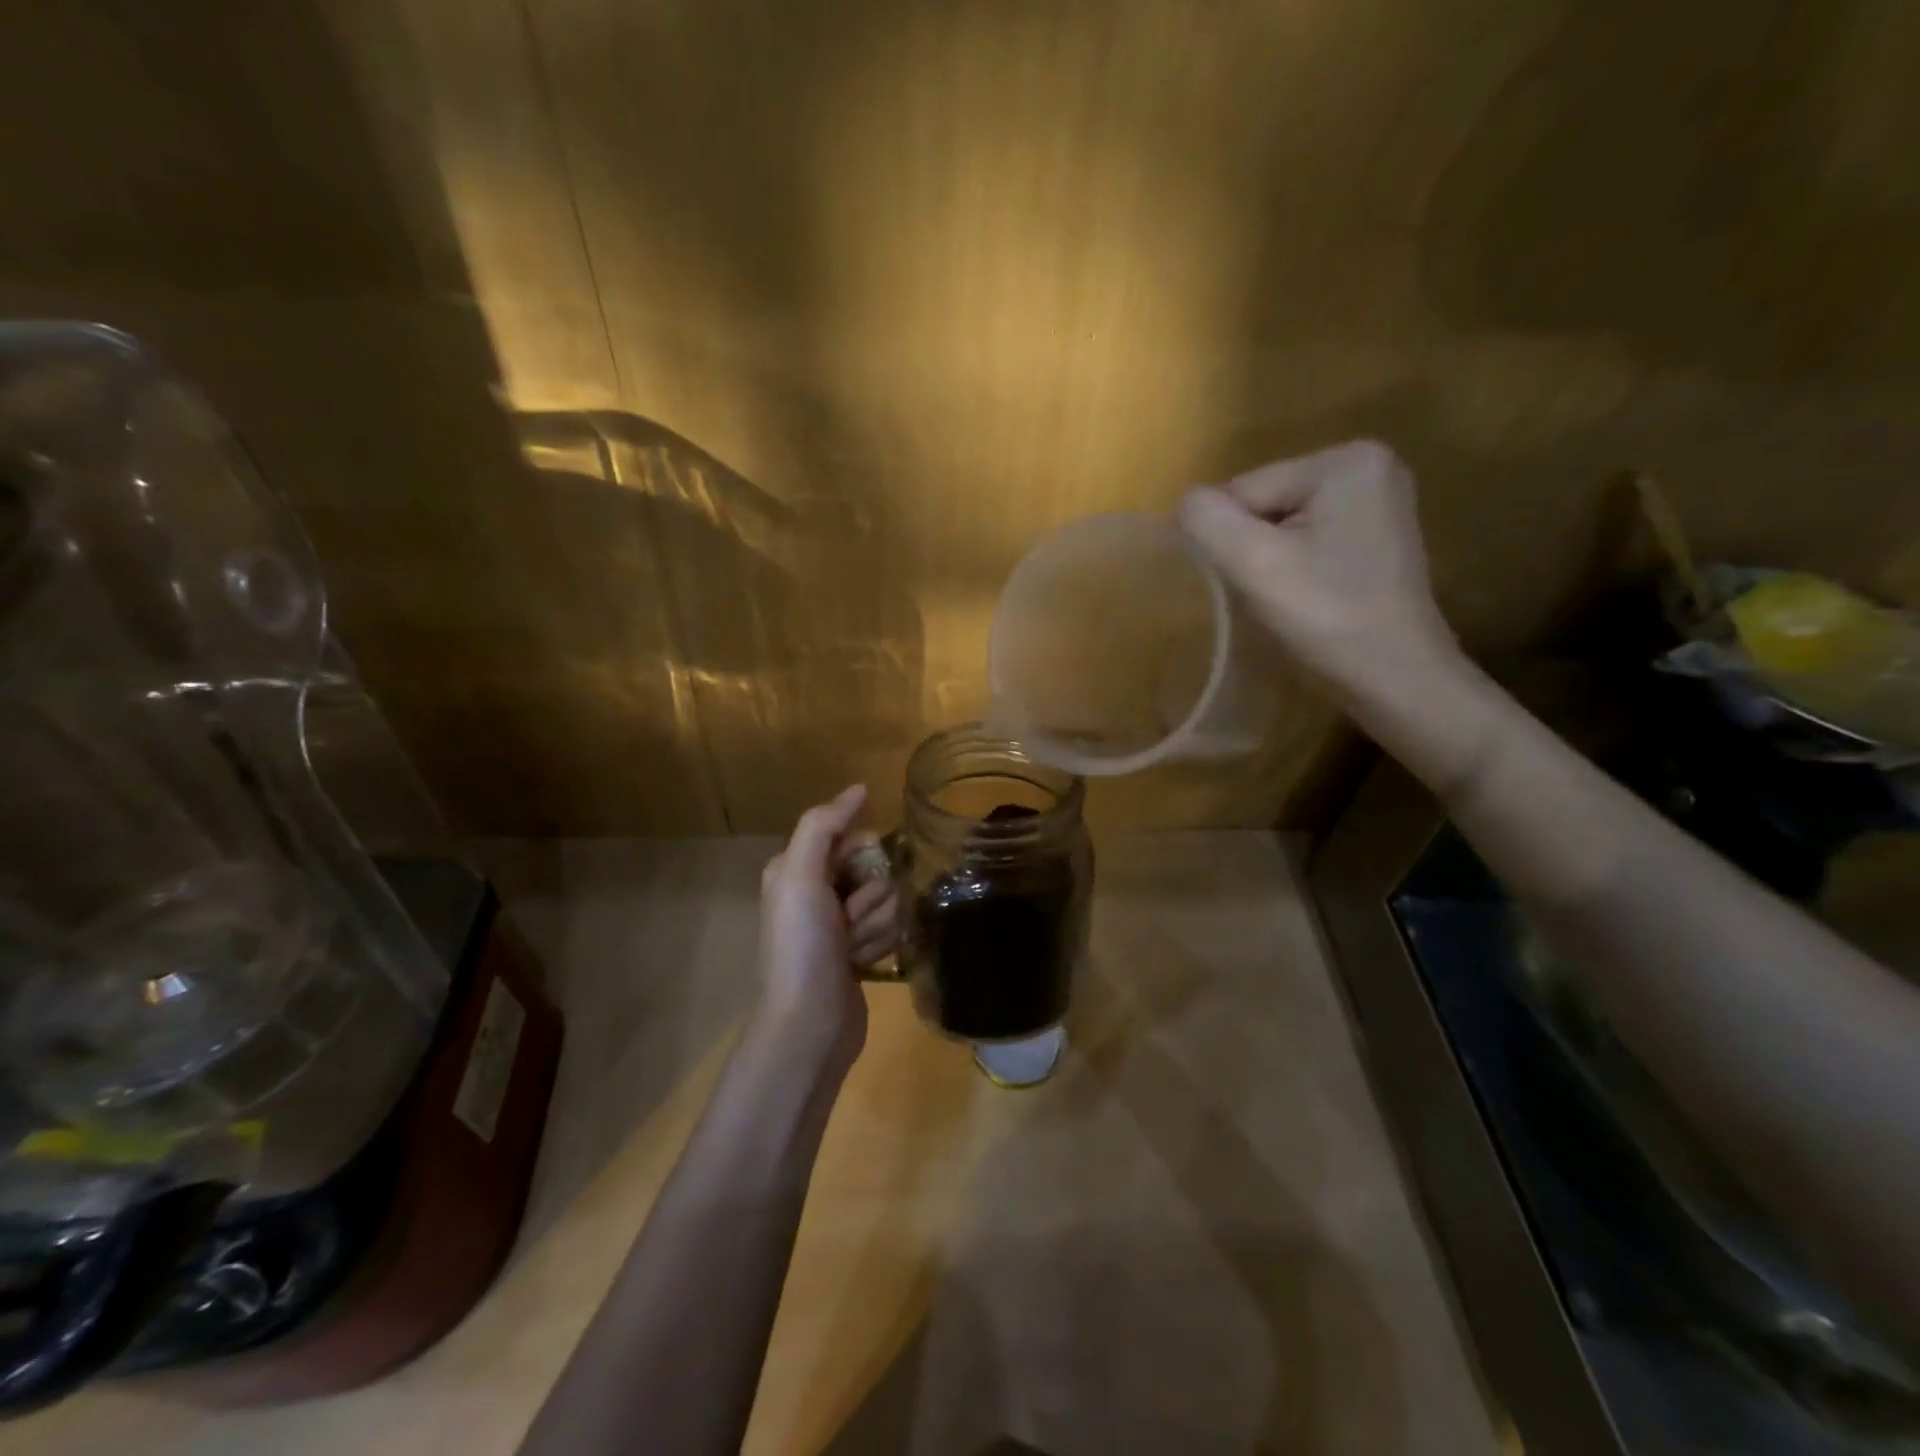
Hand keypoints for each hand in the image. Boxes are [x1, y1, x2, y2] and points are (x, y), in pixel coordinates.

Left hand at [754, 785, 899, 1070]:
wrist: (809, 1024)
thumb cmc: (802, 946)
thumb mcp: (800, 876)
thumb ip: (823, 826)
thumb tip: (860, 789)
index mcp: (798, 869)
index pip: (851, 837)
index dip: (862, 856)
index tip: (851, 885)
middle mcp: (817, 892)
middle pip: (874, 869)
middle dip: (872, 896)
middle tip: (848, 924)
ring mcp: (839, 925)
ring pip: (888, 900)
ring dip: (878, 924)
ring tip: (854, 951)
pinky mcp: (859, 952)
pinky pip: (891, 928)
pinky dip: (883, 944)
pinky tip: (866, 964)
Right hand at [1177, 440, 1459, 704]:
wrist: (1395, 677)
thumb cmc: (1327, 617)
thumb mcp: (1254, 563)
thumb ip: (1207, 519)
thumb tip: (1187, 503)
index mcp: (1344, 461)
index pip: (1246, 490)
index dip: (1233, 539)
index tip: (1258, 581)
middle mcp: (1368, 464)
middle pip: (1266, 502)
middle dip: (1255, 547)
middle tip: (1275, 592)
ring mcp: (1378, 499)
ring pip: (1282, 524)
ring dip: (1271, 560)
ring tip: (1292, 596)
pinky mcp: (1377, 533)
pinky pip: (1308, 538)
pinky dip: (1295, 565)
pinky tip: (1311, 593)